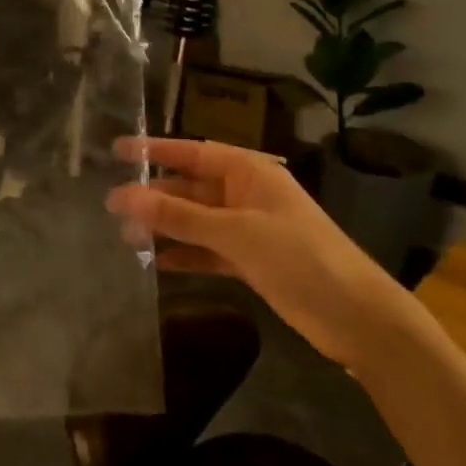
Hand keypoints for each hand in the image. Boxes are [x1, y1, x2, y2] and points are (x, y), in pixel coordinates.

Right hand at [105, 137, 400, 365]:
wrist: (355, 315)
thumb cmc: (298, 256)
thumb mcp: (236, 231)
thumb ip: (179, 215)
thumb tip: (124, 196)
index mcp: (250, 172)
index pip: (194, 153)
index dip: (155, 150)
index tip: (118, 150)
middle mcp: (246, 195)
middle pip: (191, 188)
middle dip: (155, 196)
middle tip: (111, 207)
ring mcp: (249, 229)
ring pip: (196, 221)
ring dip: (166, 227)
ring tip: (126, 237)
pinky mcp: (251, 261)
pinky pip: (208, 251)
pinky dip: (185, 255)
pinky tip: (158, 263)